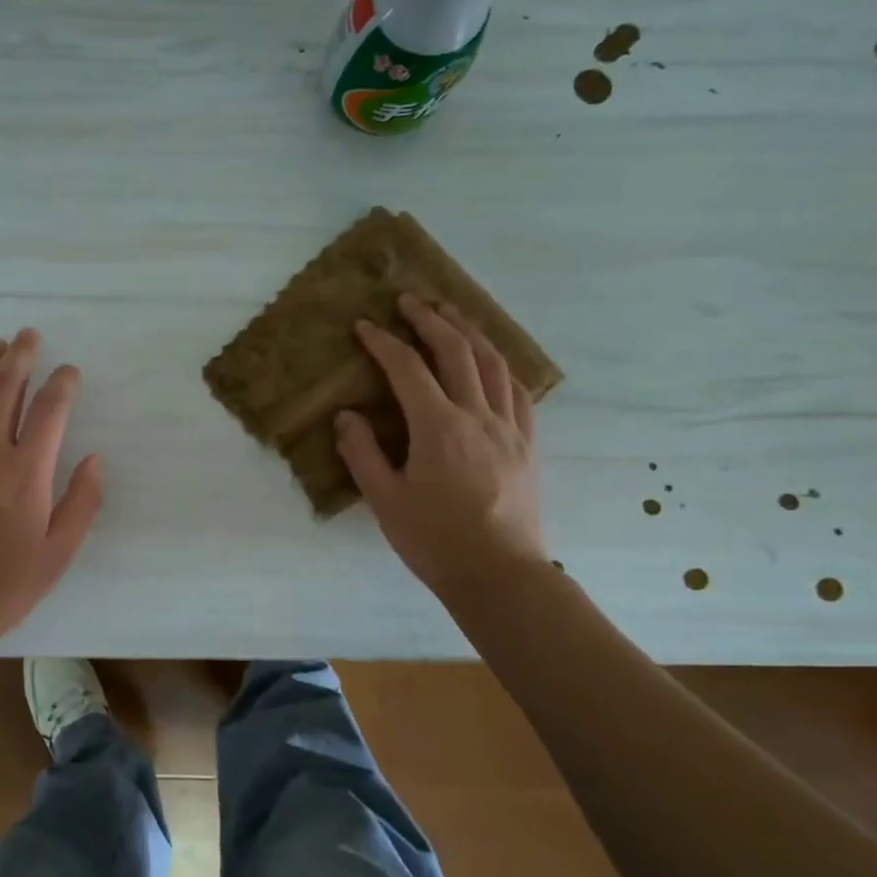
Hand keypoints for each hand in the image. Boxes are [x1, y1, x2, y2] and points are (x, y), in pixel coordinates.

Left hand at [0, 329, 103, 649]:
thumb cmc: (3, 586)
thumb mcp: (58, 553)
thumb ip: (82, 502)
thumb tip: (96, 458)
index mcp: (26, 472)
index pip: (50, 410)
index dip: (63, 383)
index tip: (70, 371)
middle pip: (4, 388)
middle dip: (20, 356)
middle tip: (28, 335)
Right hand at [335, 294, 545, 596]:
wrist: (501, 576)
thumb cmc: (435, 541)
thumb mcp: (385, 500)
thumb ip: (361, 453)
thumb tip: (347, 416)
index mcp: (438, 428)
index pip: (408, 370)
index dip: (384, 342)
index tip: (365, 325)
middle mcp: (478, 416)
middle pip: (457, 352)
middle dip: (430, 320)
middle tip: (408, 300)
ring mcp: (510, 428)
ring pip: (495, 363)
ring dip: (470, 332)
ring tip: (451, 315)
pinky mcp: (528, 444)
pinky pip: (519, 391)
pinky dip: (501, 366)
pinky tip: (492, 362)